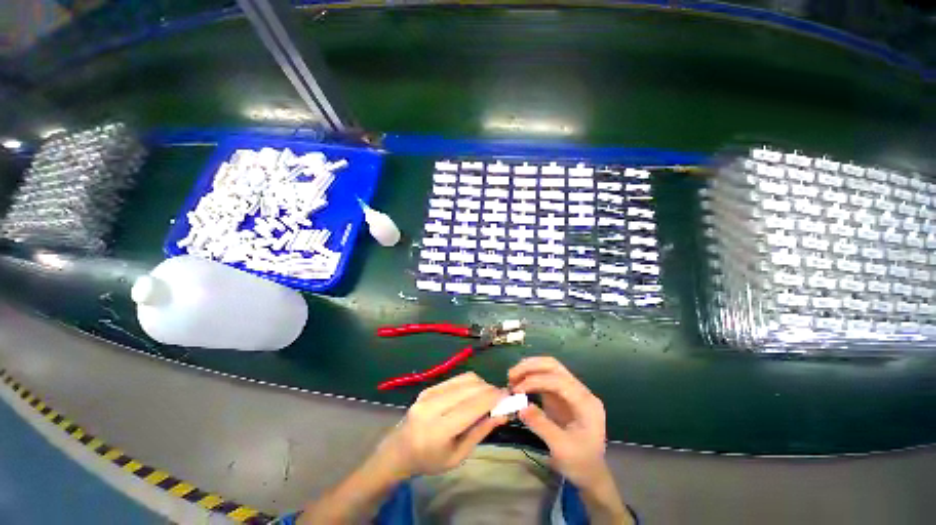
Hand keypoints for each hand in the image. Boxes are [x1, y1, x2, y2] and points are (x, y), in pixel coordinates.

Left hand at [375, 372, 507, 478]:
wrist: (399, 449)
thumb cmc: (429, 460)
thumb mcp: (458, 456)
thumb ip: (480, 432)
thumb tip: (503, 413)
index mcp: (438, 430)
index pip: (472, 407)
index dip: (493, 398)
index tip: (510, 397)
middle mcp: (432, 406)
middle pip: (470, 388)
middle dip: (490, 389)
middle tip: (501, 398)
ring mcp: (429, 393)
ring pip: (465, 379)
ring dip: (482, 385)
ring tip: (488, 396)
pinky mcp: (429, 386)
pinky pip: (456, 378)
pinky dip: (471, 383)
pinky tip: (473, 393)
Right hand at [508, 357, 607, 487]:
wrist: (590, 473)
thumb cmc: (580, 463)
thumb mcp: (561, 448)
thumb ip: (541, 425)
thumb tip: (520, 407)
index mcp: (586, 403)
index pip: (559, 381)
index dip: (536, 381)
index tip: (517, 390)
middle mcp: (580, 391)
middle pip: (554, 366)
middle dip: (531, 367)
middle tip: (511, 375)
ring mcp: (570, 391)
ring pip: (548, 368)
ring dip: (529, 369)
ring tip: (511, 378)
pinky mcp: (561, 395)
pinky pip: (544, 378)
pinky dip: (530, 378)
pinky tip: (518, 384)